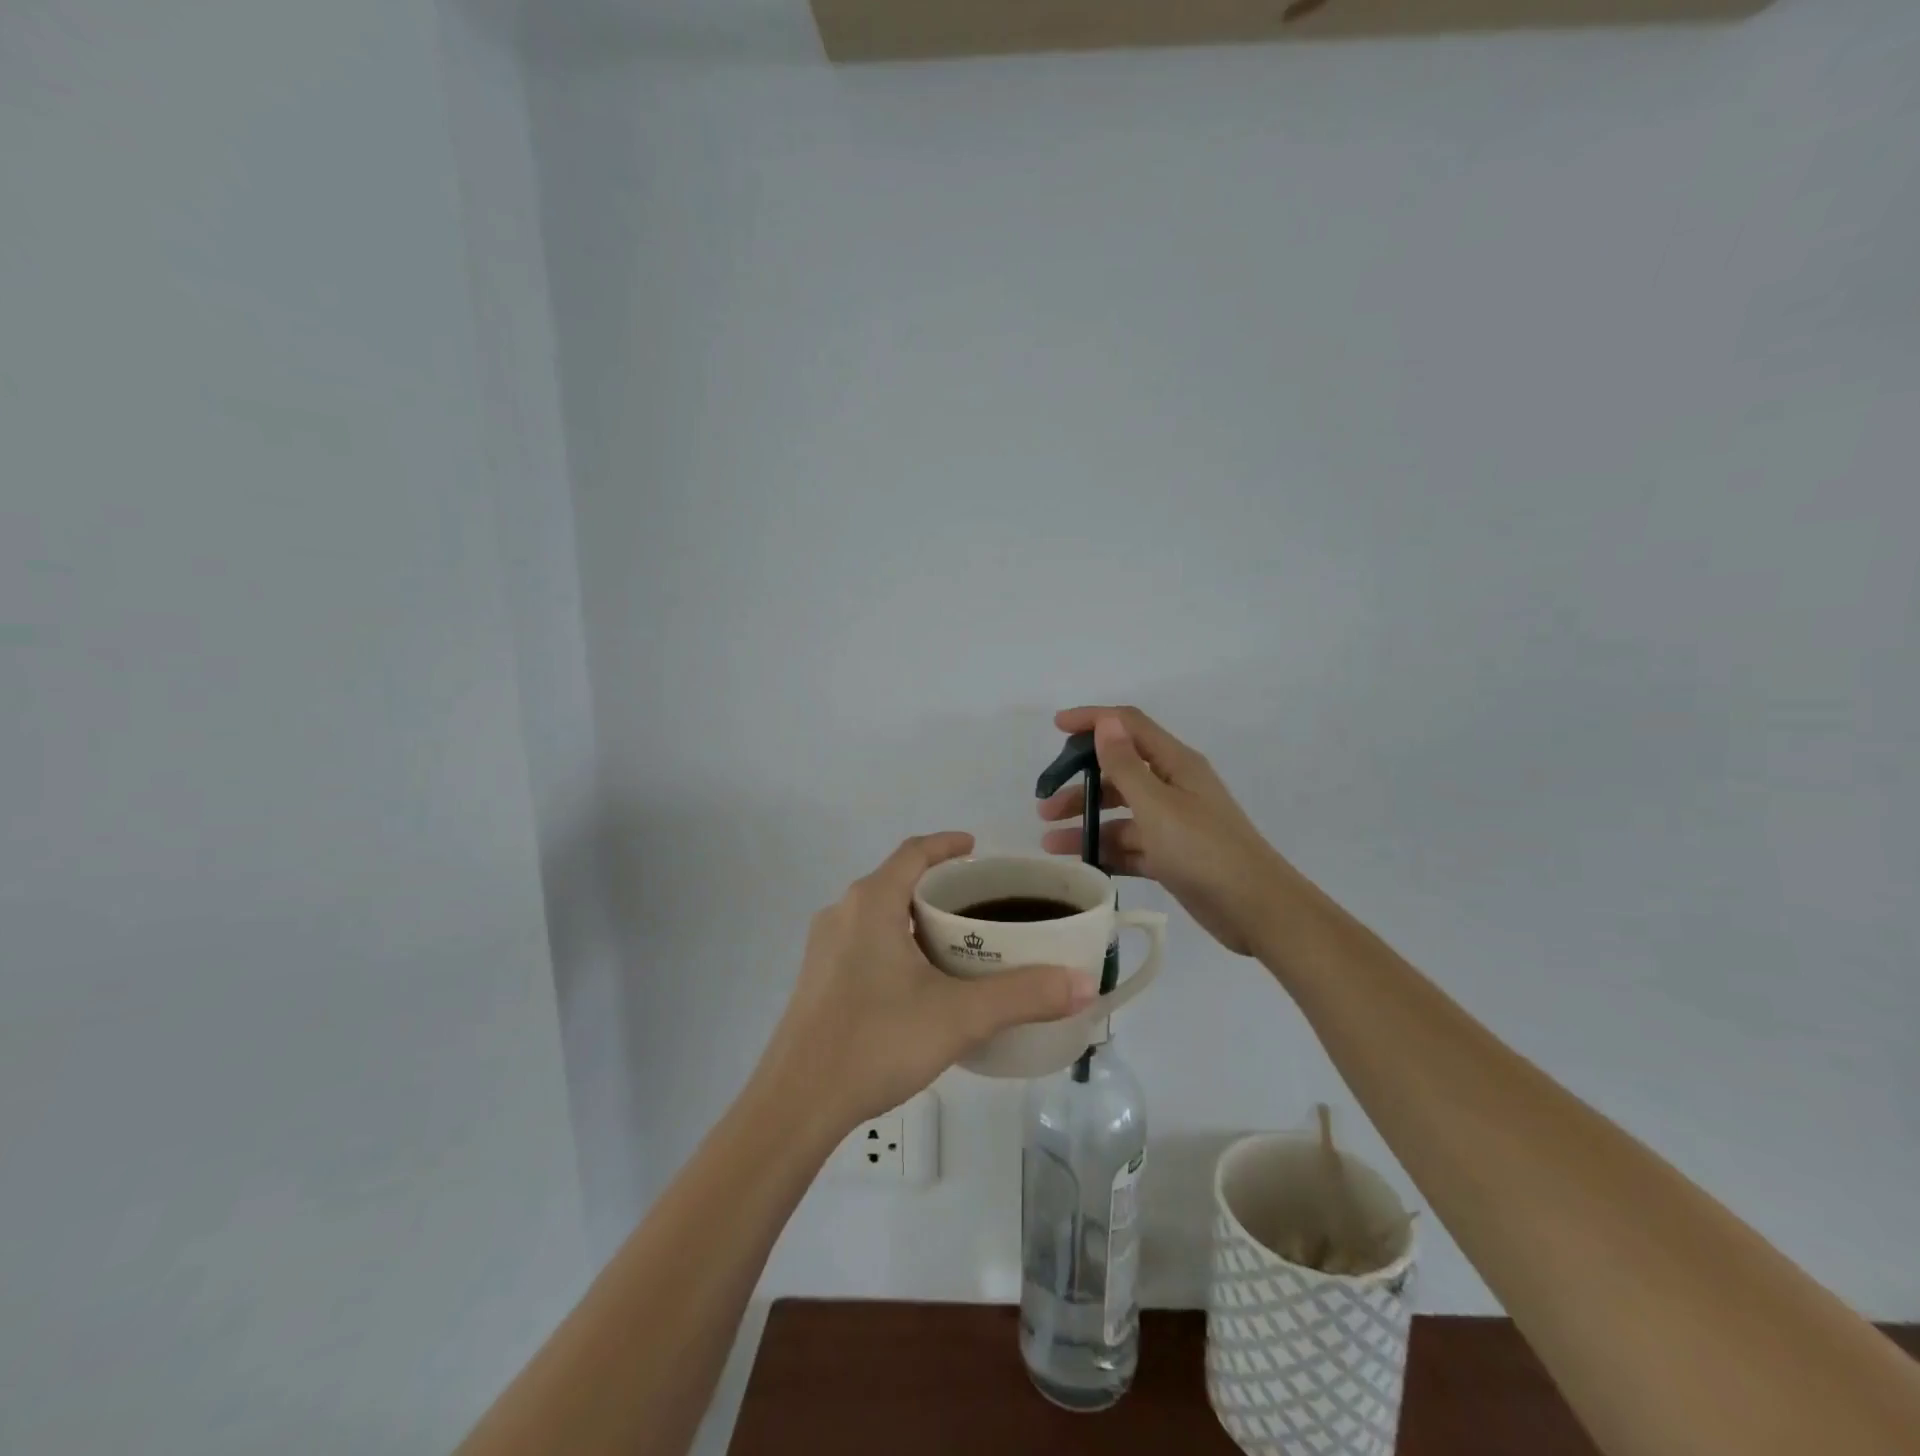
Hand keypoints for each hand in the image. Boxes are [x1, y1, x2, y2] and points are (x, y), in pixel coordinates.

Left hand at [760, 832, 1097, 1133]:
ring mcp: (825, 947)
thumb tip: (1084, 984)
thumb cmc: (876, 1041)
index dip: (947, 844)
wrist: (797, 1103)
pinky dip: (897, 943)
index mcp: (872, 903)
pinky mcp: (818, 979)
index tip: (977, 848)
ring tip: (958, 942)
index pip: (914, 852)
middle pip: (897, 881)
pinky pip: (864, 942)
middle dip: (938, 886)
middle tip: (981, 905)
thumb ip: (1024, 995)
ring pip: (879, 914)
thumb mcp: (959, 1016)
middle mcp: (843, 913)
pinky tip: (919, 983)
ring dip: (916, 917)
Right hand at [1039, 707, 1287, 955]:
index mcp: (1175, 763)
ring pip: (1120, 813)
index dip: (1093, 720)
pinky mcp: (1172, 856)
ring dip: (1086, 822)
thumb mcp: (1157, 805)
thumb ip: (1126, 765)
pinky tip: (1080, 864)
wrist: (1256, 910)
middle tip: (1045, 804)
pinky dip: (1106, 851)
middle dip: (1080, 782)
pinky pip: (1130, 845)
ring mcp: (1173, 823)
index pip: (1129, 726)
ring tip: (1050, 843)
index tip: (1055, 726)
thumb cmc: (1204, 850)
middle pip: (1119, 772)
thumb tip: (1105, 721)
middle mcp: (1173, 787)